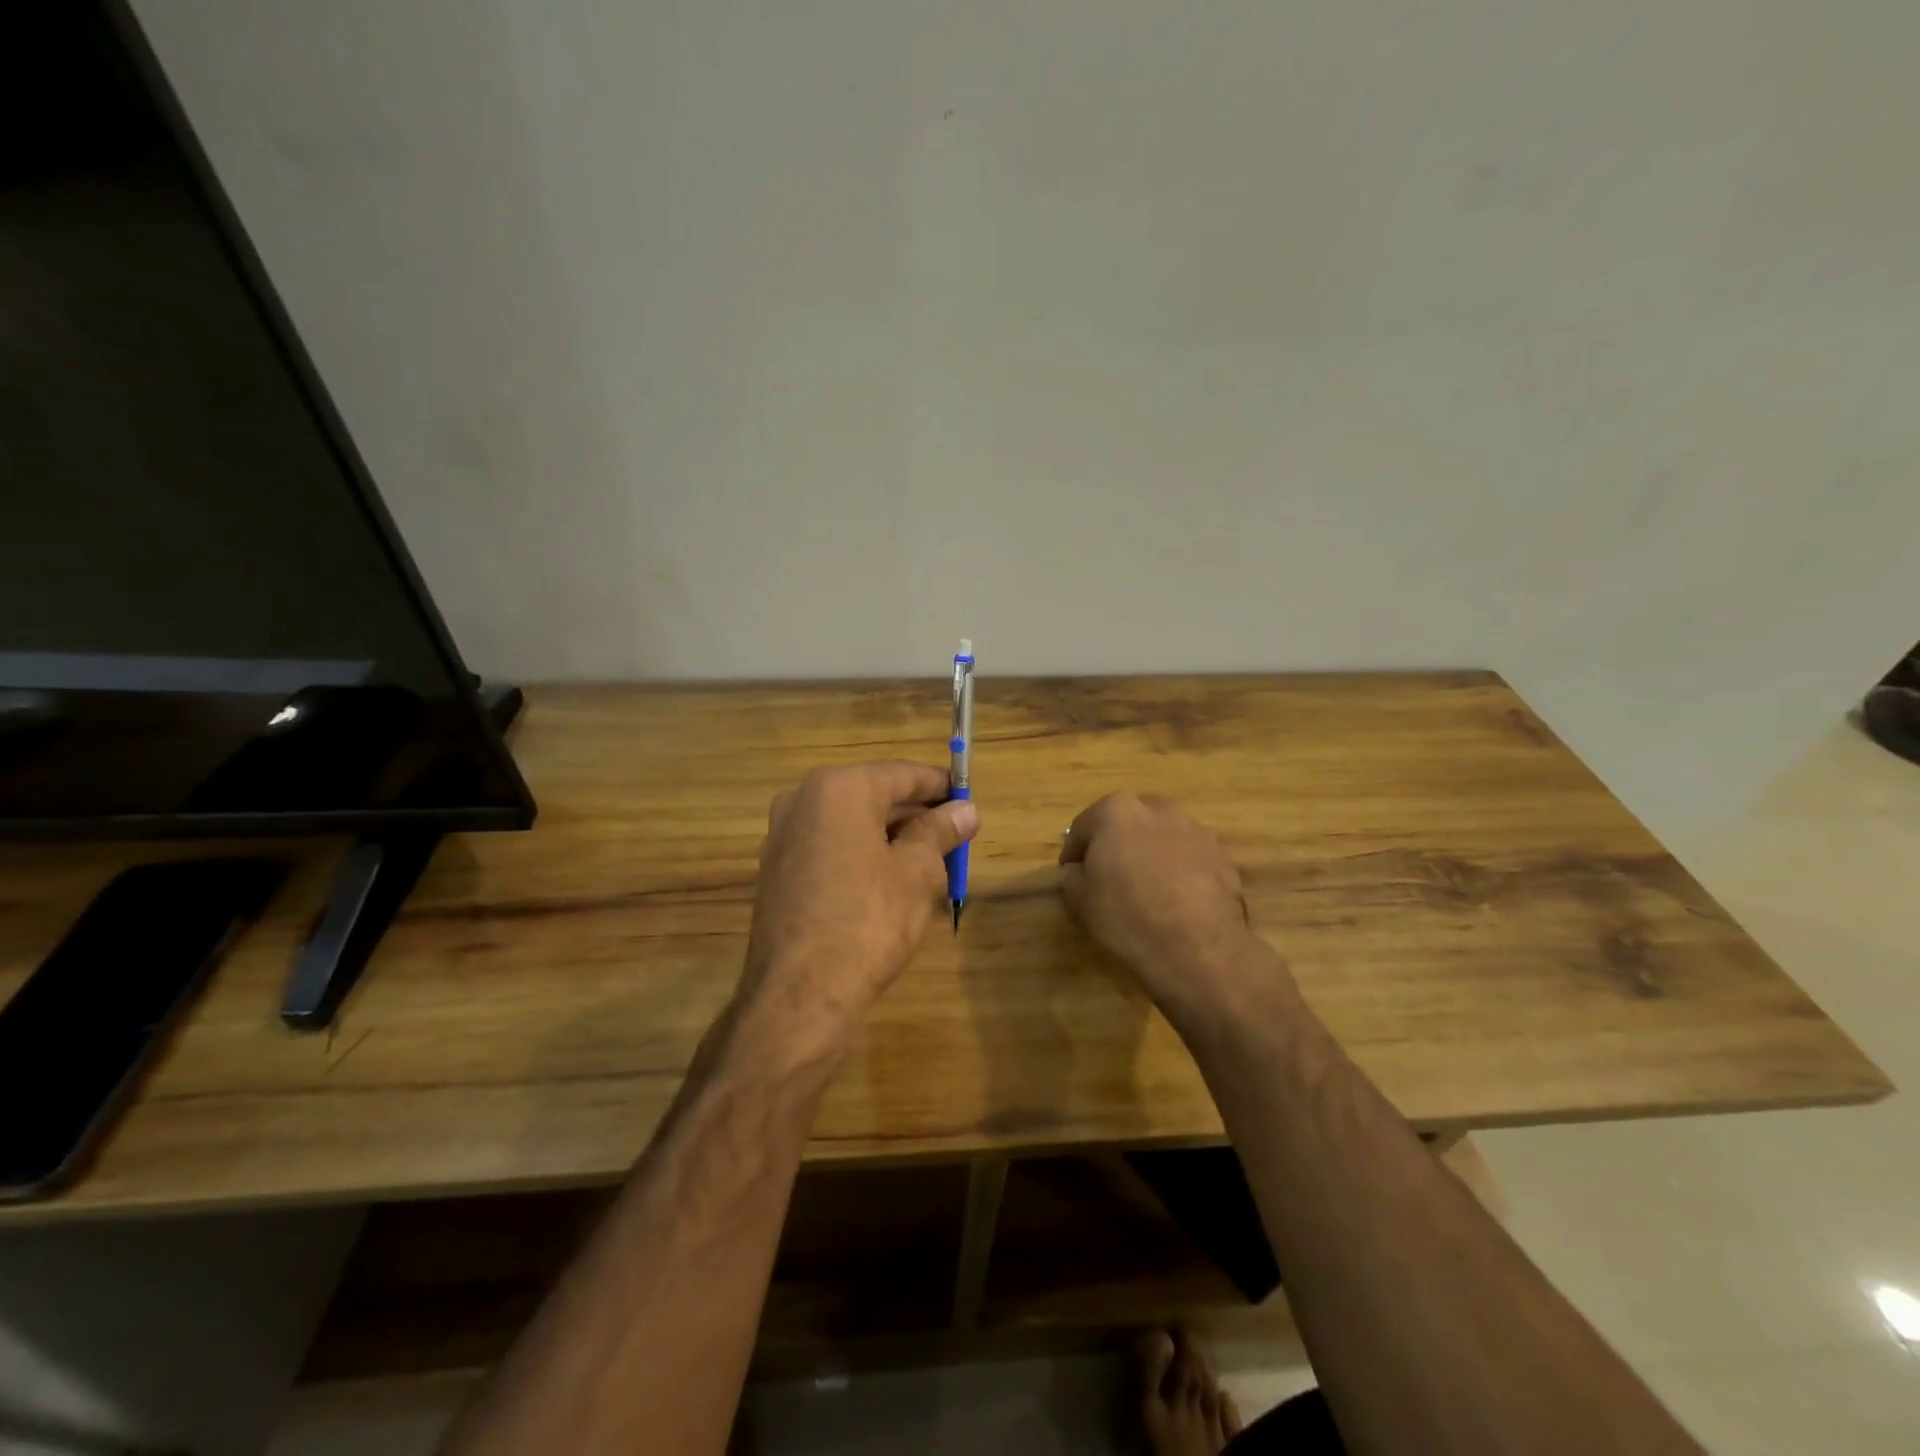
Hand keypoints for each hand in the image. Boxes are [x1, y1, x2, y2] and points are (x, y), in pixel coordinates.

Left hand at [739, 762, 978, 1057]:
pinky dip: (862, 856)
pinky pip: (830, 849)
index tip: (969, 799)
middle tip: (956, 834)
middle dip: (916, 814)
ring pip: (851, 825)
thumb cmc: (868, 921)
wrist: (800, 996)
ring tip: (932, 861)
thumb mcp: (917, 873)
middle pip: (873, 796)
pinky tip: (891, 882)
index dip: (940, 786)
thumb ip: (940, 833)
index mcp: (838, 789)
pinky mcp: (777, 872)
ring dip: (891, 837)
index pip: (901, 774)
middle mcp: (803, 801)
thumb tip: (965, 811)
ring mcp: (783, 837)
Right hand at [1059, 792, 1293, 1034]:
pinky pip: (1190, 858)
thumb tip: (1076, 871)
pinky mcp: (1223, 856)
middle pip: (1127, 823)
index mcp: (1116, 810)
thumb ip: (1072, 877)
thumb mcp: (1079, 900)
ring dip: (1152, 855)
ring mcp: (1196, 830)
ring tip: (1148, 891)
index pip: (1083, 827)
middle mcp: (1158, 809)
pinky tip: (1177, 902)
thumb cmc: (1127, 916)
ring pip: (1162, 838)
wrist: (1197, 948)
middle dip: (1117, 845)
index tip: (1073, 876)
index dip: (1074, 853)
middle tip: (1110, 878)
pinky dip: (1181, 871)